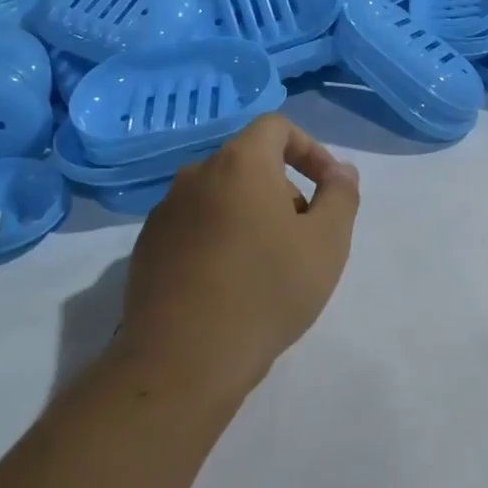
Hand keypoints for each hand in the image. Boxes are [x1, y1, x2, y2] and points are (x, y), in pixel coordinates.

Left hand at [117, 115, 360, 398]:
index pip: (276, 127)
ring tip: (270, 266)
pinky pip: (195, 227)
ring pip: (221, 197)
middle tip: (304, 238)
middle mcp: (195, 176)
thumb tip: (340, 170)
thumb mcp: (327, 242)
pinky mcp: (147, 249)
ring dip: (252, 216)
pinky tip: (230, 285)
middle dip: (284, 190)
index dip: (310, 149)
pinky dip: (220, 239)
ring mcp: (165, 213)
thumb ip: (341, 195)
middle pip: (250, 163)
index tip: (328, 189)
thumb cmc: (267, 291)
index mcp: (239, 164)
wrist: (184, 360)